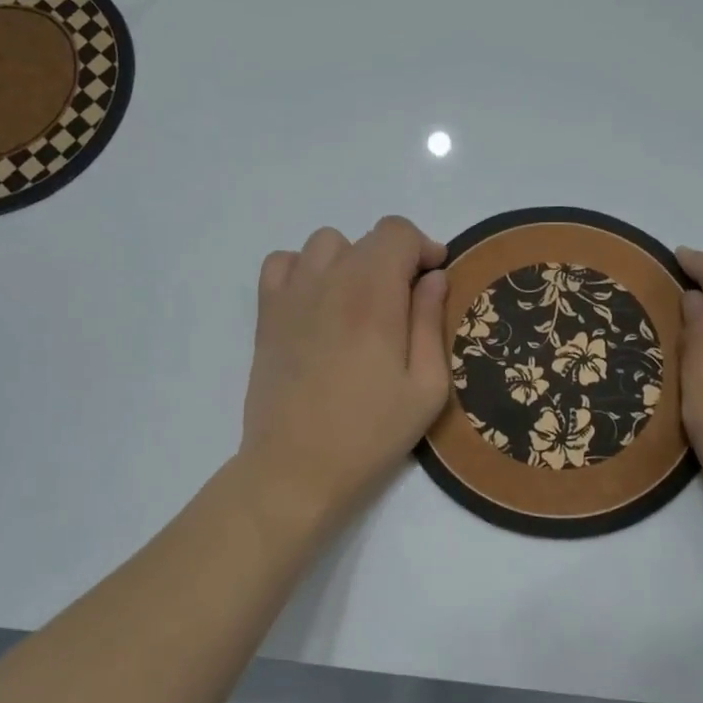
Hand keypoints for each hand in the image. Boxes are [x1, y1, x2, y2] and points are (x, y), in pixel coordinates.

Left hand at [239, 217, 449, 527]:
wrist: (295, 470)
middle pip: (367, 238)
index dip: (423, 247)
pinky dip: (304, 268)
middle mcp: (330, 282)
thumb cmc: (370, 434)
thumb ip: (431, 322)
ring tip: (360, 301)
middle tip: (405, 304)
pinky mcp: (267, 314)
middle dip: (395, 259)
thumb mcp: (427, 388)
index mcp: (374, 297)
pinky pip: (282, 262)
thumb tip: (434, 277)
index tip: (434, 279)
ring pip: (325, 244)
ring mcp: (292, 295)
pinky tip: (318, 301)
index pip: (397, 233)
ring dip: (351, 260)